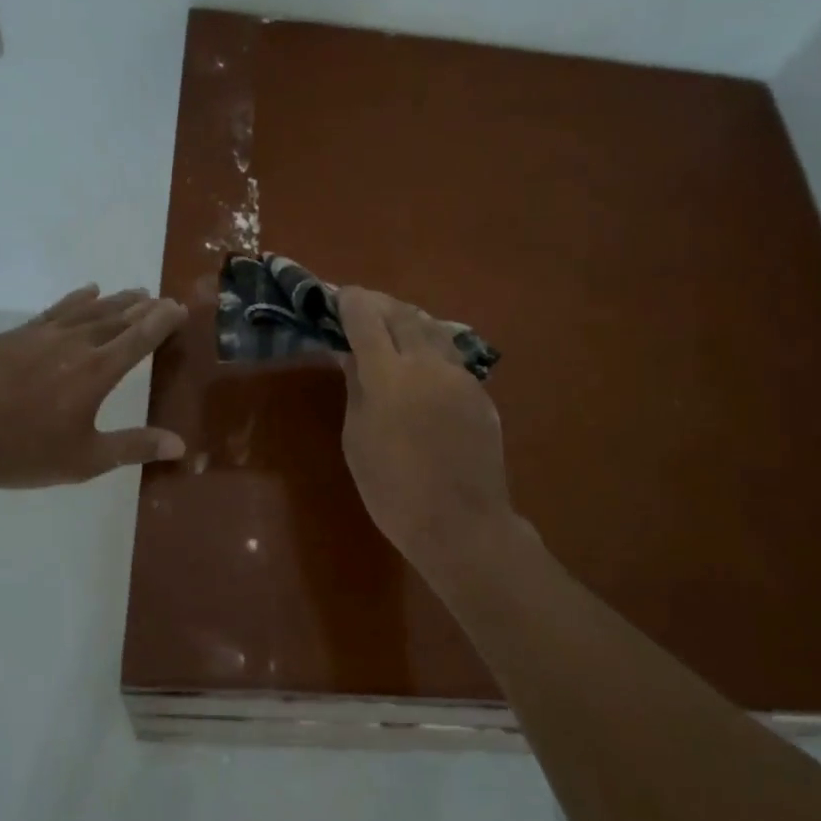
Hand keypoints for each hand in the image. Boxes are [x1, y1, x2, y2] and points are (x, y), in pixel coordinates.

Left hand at [0, 284, 187, 490]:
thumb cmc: (25, 452)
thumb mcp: (86, 459)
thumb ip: (134, 447)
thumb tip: (180, 445)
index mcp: (97, 372)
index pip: (139, 338)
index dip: (162, 321)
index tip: (180, 308)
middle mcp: (75, 344)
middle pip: (117, 318)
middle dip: (144, 308)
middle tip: (163, 299)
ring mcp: (43, 335)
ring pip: (89, 310)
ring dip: (116, 300)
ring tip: (135, 292)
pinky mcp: (16, 335)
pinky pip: (56, 309)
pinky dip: (77, 299)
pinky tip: (88, 291)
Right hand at [337, 287, 518, 574]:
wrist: (461, 524)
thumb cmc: (393, 491)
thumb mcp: (358, 439)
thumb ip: (356, 388)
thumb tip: (351, 354)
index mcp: (389, 375)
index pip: (366, 319)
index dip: (351, 302)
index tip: (340, 295)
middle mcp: (428, 363)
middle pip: (403, 314)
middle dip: (380, 304)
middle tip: (363, 305)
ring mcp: (460, 376)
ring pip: (433, 329)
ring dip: (409, 319)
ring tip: (392, 325)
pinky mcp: (480, 393)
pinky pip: (451, 356)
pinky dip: (430, 347)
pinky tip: (422, 362)